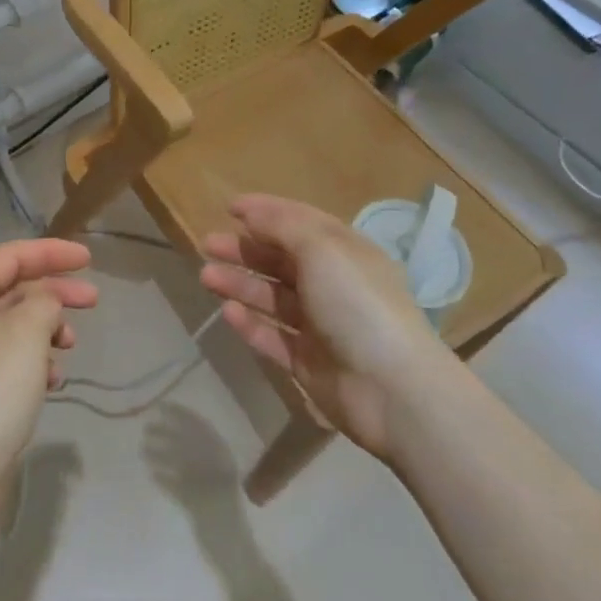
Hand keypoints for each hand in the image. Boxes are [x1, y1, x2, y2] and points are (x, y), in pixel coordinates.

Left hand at [0, 239, 97, 510]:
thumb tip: (46, 302)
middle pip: (15, 290)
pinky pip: (13, 361)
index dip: (50, 252)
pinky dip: (37, 362)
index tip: (88, 258)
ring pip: (16, 327)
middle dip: (55, 291)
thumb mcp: (25, 333)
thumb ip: (44, 303)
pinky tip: (54, 380)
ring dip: (47, 329)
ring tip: (69, 345)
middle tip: (94, 300)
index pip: (10, 256)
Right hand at [199, 194, 458, 462]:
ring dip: (240, 284)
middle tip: (208, 245)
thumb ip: (282, 226)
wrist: (394, 392)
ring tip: (207, 277)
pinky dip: (251, 324)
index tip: (229, 208)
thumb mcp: (322, 249)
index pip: (300, 223)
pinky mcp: (310, 363)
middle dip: (244, 250)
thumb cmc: (358, 304)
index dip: (266, 212)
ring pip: (272, 298)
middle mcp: (333, 285)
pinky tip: (228, 313)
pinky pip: (273, 337)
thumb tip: (251, 214)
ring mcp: (321, 326)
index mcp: (344, 253)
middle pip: (281, 261)